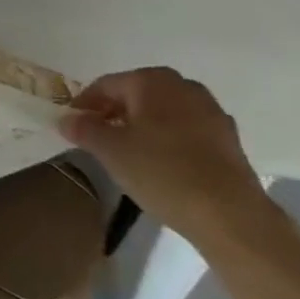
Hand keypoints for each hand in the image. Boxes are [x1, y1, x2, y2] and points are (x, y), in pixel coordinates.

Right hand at [59, 67, 271, 242]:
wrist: (231, 217)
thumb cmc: (162, 172)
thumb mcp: (109, 150)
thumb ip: (83, 128)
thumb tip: (67, 119)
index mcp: (152, 80)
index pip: (105, 85)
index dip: (84, 105)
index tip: (72, 126)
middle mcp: (184, 87)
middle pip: (137, 95)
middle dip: (115, 113)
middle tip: (99, 138)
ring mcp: (212, 113)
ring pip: (163, 113)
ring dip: (143, 126)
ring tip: (129, 153)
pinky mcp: (229, 141)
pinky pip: (186, 131)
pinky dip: (169, 141)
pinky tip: (161, 165)